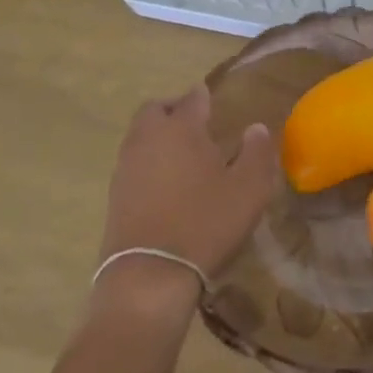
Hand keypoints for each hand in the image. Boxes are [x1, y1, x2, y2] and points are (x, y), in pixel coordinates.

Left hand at [94, 84, 278, 321]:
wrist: (150, 274)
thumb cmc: (206, 223)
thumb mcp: (249, 189)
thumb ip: (257, 153)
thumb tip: (257, 128)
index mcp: (181, 128)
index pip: (193, 99)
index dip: (204, 97)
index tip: (212, 101)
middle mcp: (148, 138)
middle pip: (155, 109)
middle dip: (174, 109)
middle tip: (194, 124)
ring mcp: (126, 166)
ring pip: (140, 135)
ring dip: (158, 136)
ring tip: (181, 155)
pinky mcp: (114, 194)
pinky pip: (132, 163)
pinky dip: (148, 162)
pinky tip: (164, 183)